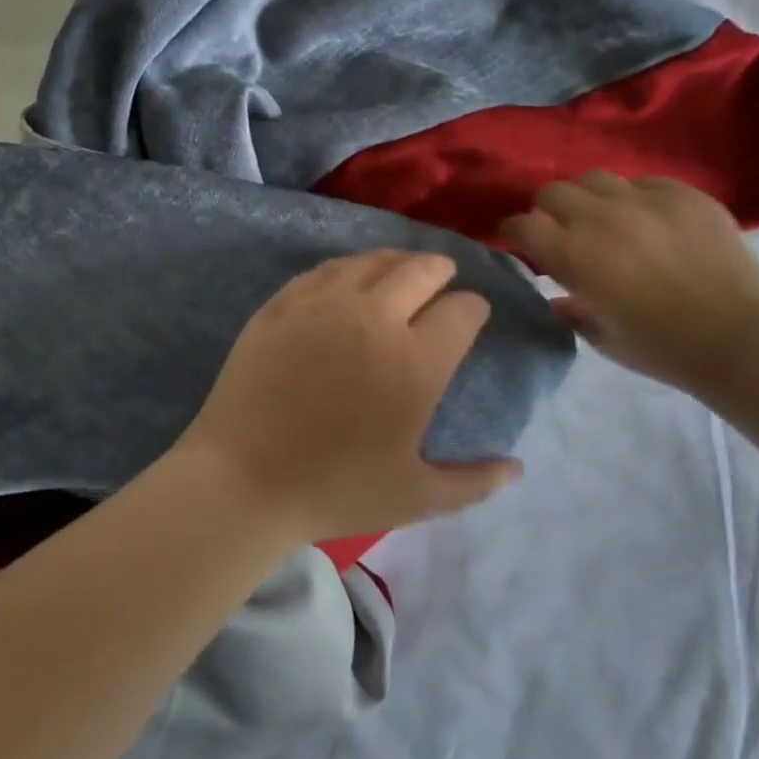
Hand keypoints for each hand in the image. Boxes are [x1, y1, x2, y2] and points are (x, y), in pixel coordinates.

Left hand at [174, 250, 521, 543]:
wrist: (242, 479)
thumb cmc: (334, 490)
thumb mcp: (416, 497)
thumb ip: (474, 482)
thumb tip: (516, 468)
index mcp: (415, 361)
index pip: (462, 310)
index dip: (474, 309)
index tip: (472, 316)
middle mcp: (373, 317)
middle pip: (420, 269)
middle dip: (440, 271)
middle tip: (442, 281)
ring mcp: (321, 305)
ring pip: (370, 261)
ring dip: (394, 263)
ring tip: (400, 272)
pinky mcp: (280, 305)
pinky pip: (323, 271)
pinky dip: (346, 270)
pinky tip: (346, 281)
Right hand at [501, 172, 758, 392]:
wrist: (742, 339)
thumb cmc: (663, 348)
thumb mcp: (602, 339)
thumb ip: (572, 312)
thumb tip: (558, 298)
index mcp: (572, 255)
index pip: (521, 224)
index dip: (515, 232)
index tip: (520, 243)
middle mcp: (600, 218)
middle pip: (553, 192)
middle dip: (548, 210)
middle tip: (562, 231)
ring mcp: (645, 201)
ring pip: (596, 178)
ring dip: (589, 198)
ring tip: (605, 219)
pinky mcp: (685, 195)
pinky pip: (645, 182)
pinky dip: (636, 198)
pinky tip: (650, 221)